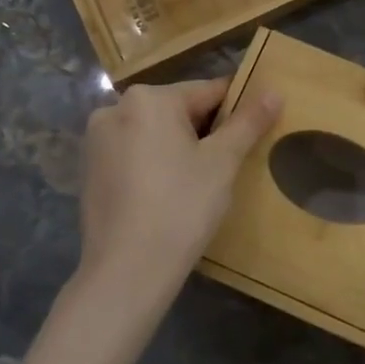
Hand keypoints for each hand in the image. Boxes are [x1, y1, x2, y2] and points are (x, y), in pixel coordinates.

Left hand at [73, 77, 281, 323]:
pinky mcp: (90, 171)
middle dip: (206, 132)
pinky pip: (134, 155)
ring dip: (180, 148)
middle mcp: (115, 109)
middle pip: (178, 111)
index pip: (207, 92)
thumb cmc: (180, 208)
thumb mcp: (222, 162)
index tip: (255, 131)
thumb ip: (248, 122)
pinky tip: (169, 195)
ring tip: (201, 183)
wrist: (126, 272)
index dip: (237, 110)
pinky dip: (154, 165)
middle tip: (229, 165)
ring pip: (155, 134)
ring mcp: (97, 141)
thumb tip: (274, 91)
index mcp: (148, 98)